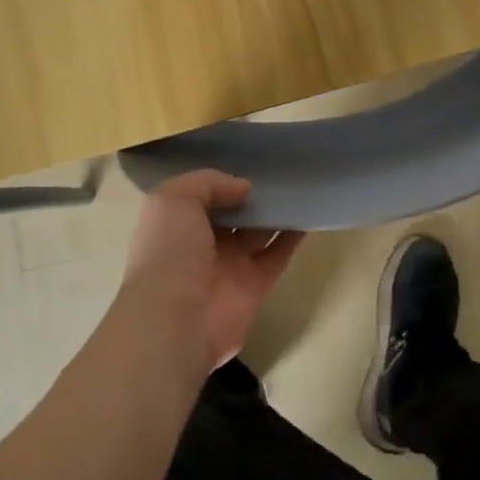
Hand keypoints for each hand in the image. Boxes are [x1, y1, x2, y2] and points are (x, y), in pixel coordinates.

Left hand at [114, 171, 304, 373]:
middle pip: (234, 213)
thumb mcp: (174, 199)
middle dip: (253, 194)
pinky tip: (310, 213)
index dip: (223, 180)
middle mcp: (203, 243)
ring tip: (300, 184)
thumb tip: (244, 188)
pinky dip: (294, 235)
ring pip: (258, 231)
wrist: (176, 319)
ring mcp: (231, 265)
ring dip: (276, 211)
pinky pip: (278, 254)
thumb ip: (209, 182)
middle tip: (281, 168)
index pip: (203, 196)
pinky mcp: (256, 285)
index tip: (248, 161)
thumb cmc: (169, 252)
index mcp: (177, 224)